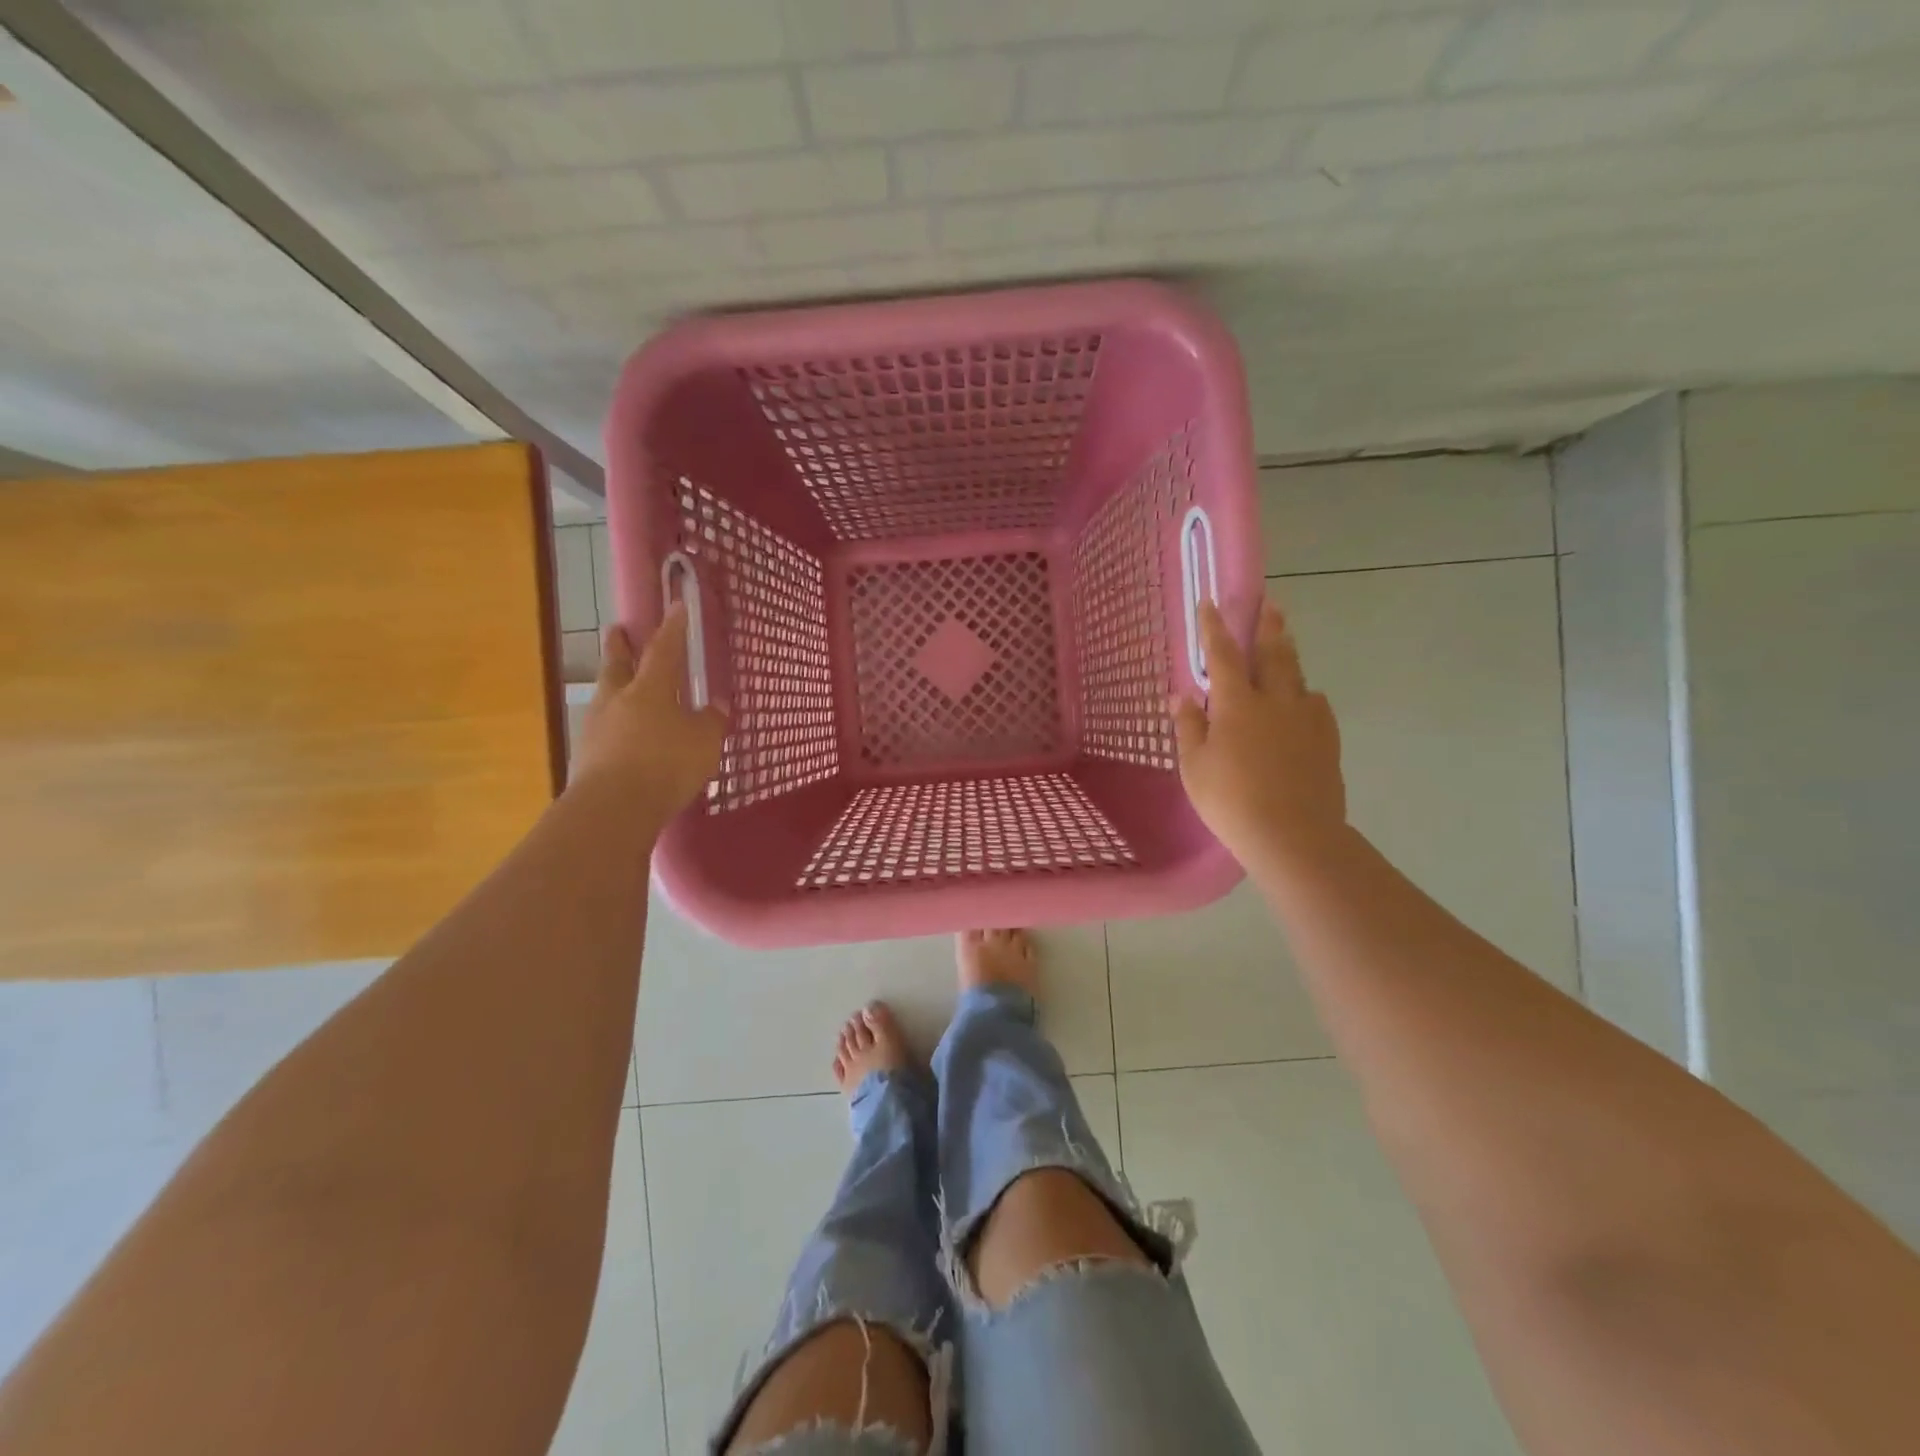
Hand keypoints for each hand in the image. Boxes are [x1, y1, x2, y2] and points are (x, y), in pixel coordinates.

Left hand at [571, 606, 727, 823]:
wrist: (613, 807)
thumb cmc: (666, 764)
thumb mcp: (704, 742)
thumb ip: (712, 721)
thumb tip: (717, 706)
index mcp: (650, 688)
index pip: (664, 650)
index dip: (673, 628)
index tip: (675, 605)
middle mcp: (618, 699)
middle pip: (617, 665)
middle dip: (620, 646)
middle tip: (618, 630)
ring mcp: (596, 727)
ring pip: (605, 696)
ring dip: (612, 686)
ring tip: (620, 686)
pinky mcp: (585, 756)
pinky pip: (602, 730)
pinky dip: (613, 725)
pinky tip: (621, 736)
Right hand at [1174, 599, 1345, 868]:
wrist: (1293, 835)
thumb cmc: (1231, 801)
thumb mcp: (1195, 767)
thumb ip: (1189, 727)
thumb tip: (1182, 696)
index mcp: (1237, 704)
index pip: (1223, 656)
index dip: (1214, 629)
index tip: (1211, 603)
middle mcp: (1275, 700)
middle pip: (1273, 653)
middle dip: (1268, 626)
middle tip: (1270, 603)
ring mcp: (1306, 718)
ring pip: (1298, 675)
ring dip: (1288, 655)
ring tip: (1285, 642)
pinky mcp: (1327, 739)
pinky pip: (1316, 704)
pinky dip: (1305, 694)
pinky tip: (1303, 701)